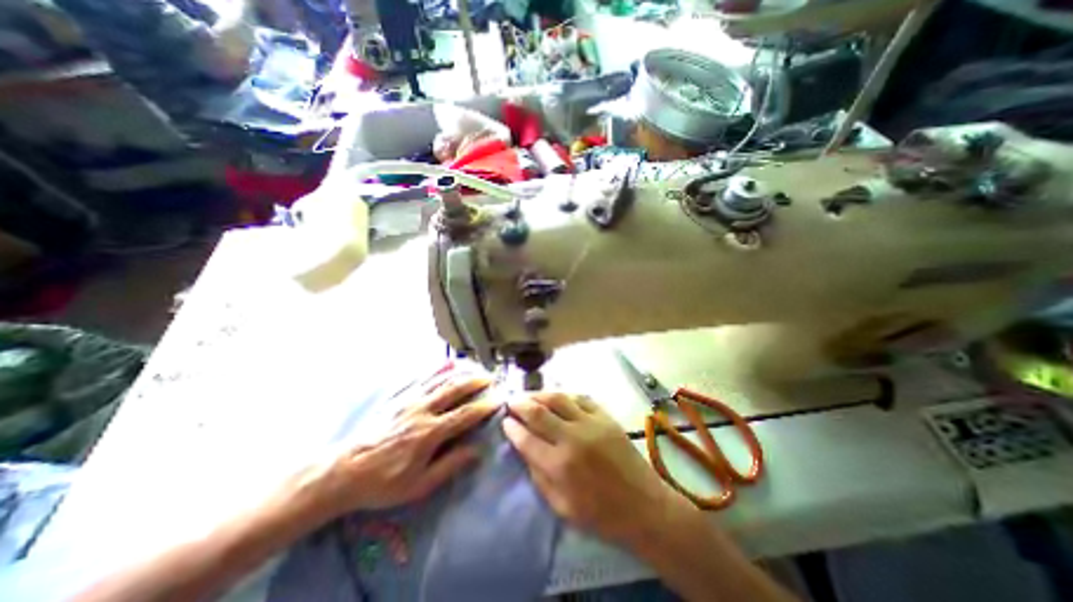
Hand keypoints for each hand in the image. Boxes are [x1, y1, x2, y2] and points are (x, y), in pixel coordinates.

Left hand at [291, 364, 493, 522]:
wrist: (344, 471)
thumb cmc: (384, 483)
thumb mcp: (419, 485)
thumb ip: (449, 465)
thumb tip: (476, 451)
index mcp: (429, 433)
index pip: (465, 414)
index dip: (484, 406)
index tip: (499, 399)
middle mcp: (423, 411)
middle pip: (454, 390)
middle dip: (476, 382)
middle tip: (491, 378)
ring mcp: (410, 401)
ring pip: (441, 381)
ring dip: (461, 373)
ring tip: (476, 369)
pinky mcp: (400, 398)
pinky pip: (424, 379)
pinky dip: (439, 370)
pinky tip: (448, 364)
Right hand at [504, 391, 687, 545]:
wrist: (643, 506)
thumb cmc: (600, 514)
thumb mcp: (561, 507)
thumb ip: (539, 476)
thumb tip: (524, 449)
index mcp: (559, 465)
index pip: (526, 439)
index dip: (512, 428)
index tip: (505, 421)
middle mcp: (572, 438)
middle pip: (539, 412)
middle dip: (520, 404)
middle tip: (511, 401)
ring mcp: (591, 423)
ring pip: (558, 398)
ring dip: (540, 394)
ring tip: (529, 395)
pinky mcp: (606, 417)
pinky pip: (581, 398)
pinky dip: (565, 395)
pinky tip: (558, 397)